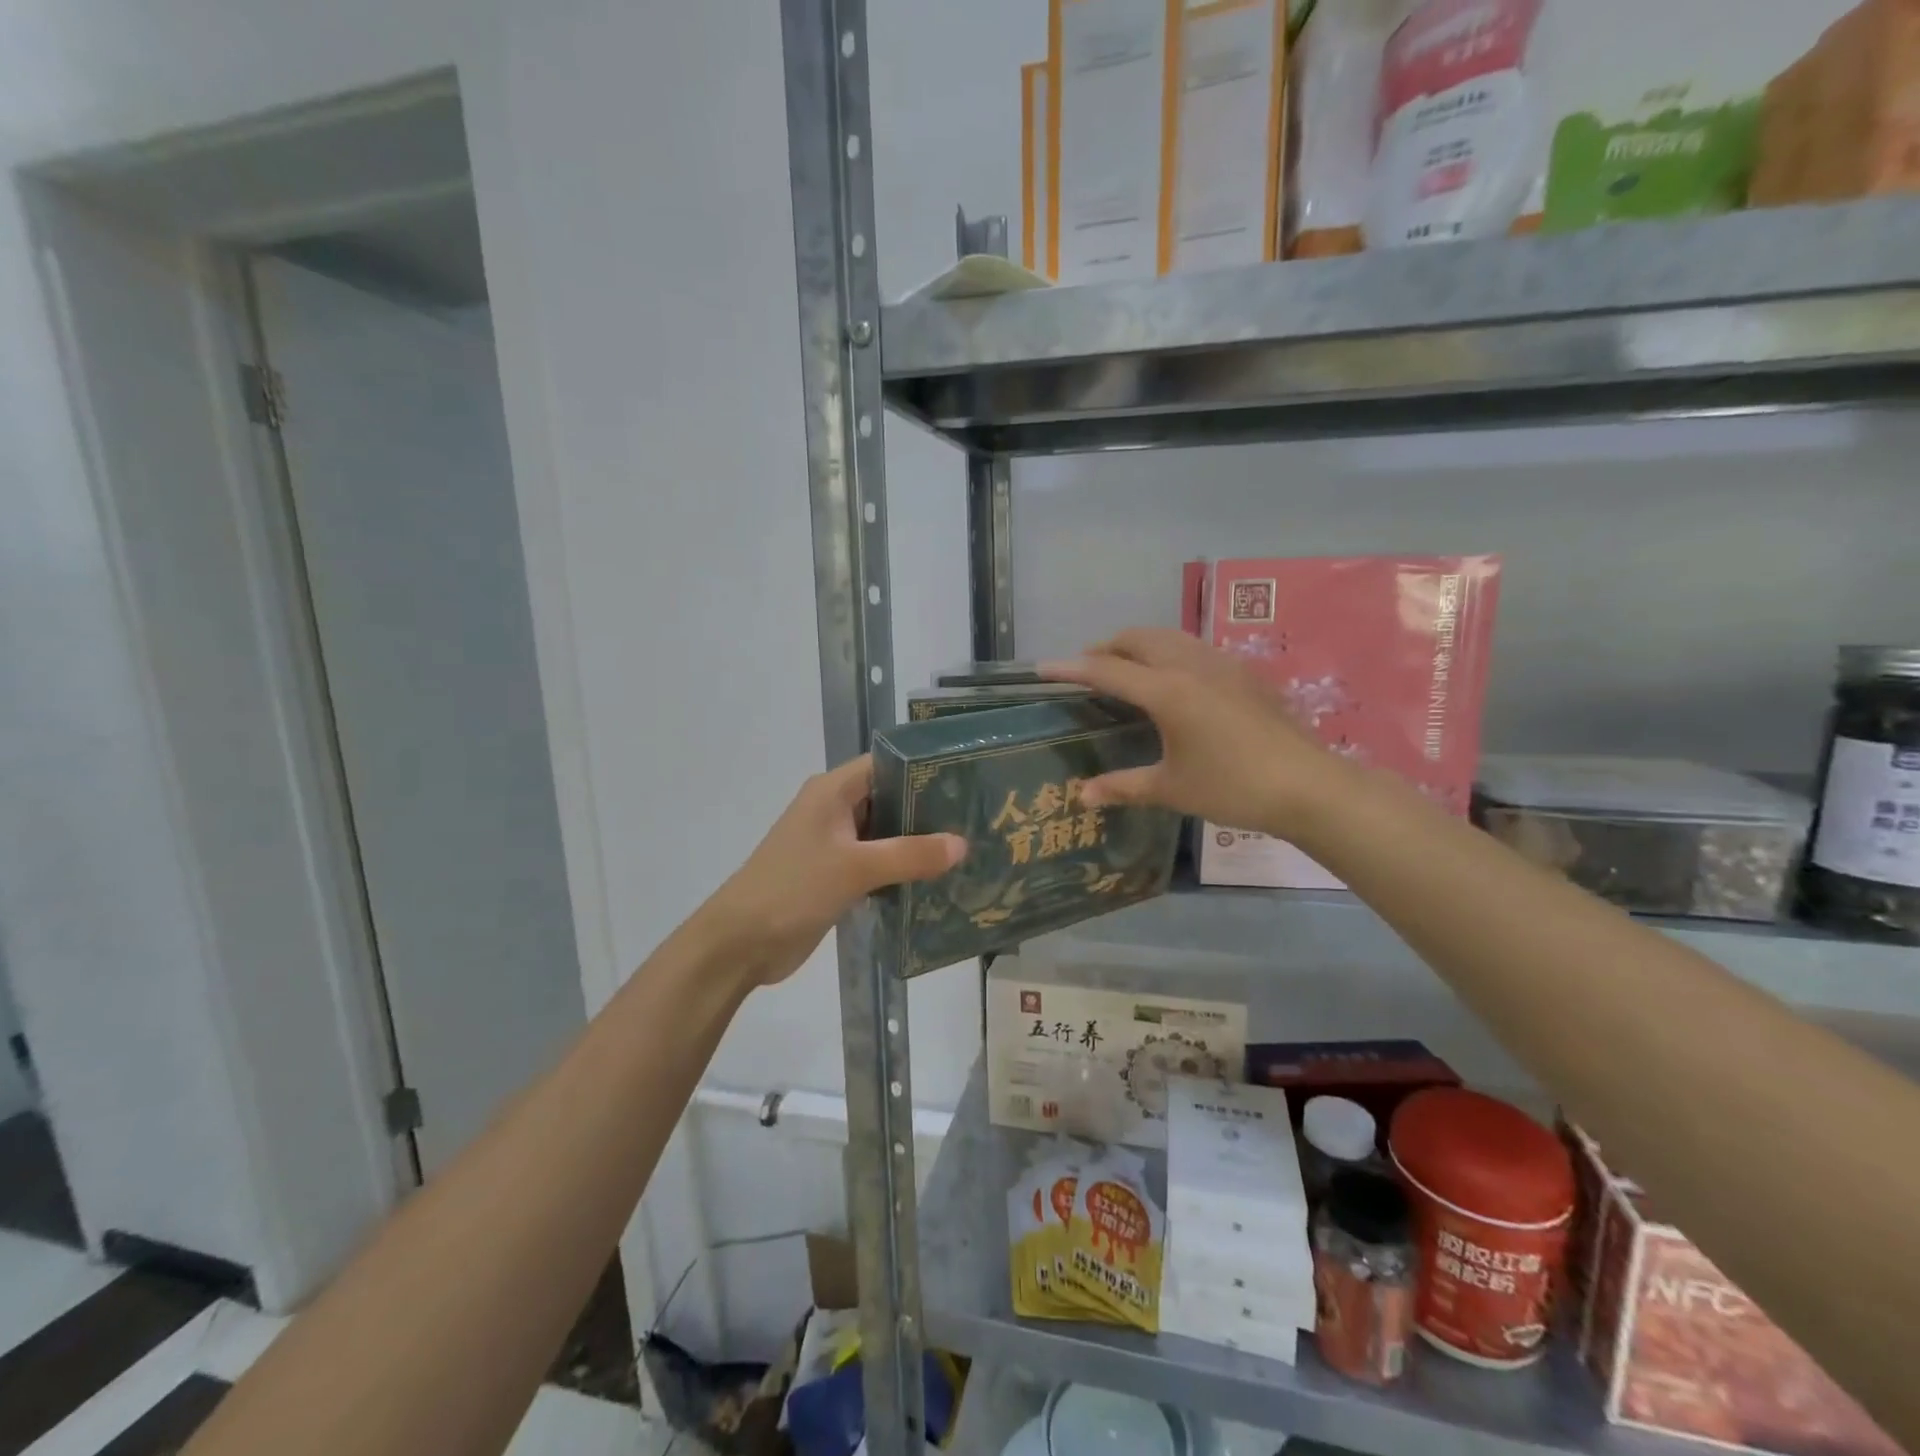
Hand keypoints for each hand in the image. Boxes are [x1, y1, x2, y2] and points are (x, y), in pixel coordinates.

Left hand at [699, 755, 965, 987]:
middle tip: (975, 818)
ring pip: (885, 833)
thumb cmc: (794, 889)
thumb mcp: (856, 868)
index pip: (886, 764)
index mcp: (832, 791)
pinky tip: (936, 879)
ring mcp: (834, 843)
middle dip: (927, 809)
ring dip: (916, 842)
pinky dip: (901, 868)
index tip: (966, 778)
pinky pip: (877, 862)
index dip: (924, 768)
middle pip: (889, 798)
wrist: (740, 943)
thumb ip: (910, 855)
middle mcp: (834, 809)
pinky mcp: (836, 875)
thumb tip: (962, 844)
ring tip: (966, 848)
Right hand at [1043, 628, 1348, 837]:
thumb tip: (1082, 797)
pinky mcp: (1244, 672)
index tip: (1042, 668)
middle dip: (1106, 648)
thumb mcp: (1172, 789)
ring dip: (1139, 645)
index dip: (1070, 668)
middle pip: (1137, 639)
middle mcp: (1191, 665)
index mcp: (1167, 691)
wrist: (1308, 785)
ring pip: (1169, 637)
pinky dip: (1168, 652)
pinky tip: (1173, 680)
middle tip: (1087, 669)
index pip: (1106, 670)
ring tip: (1126, 669)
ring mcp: (1221, 664)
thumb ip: (1123, 787)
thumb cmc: (1232, 787)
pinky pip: (1194, 647)